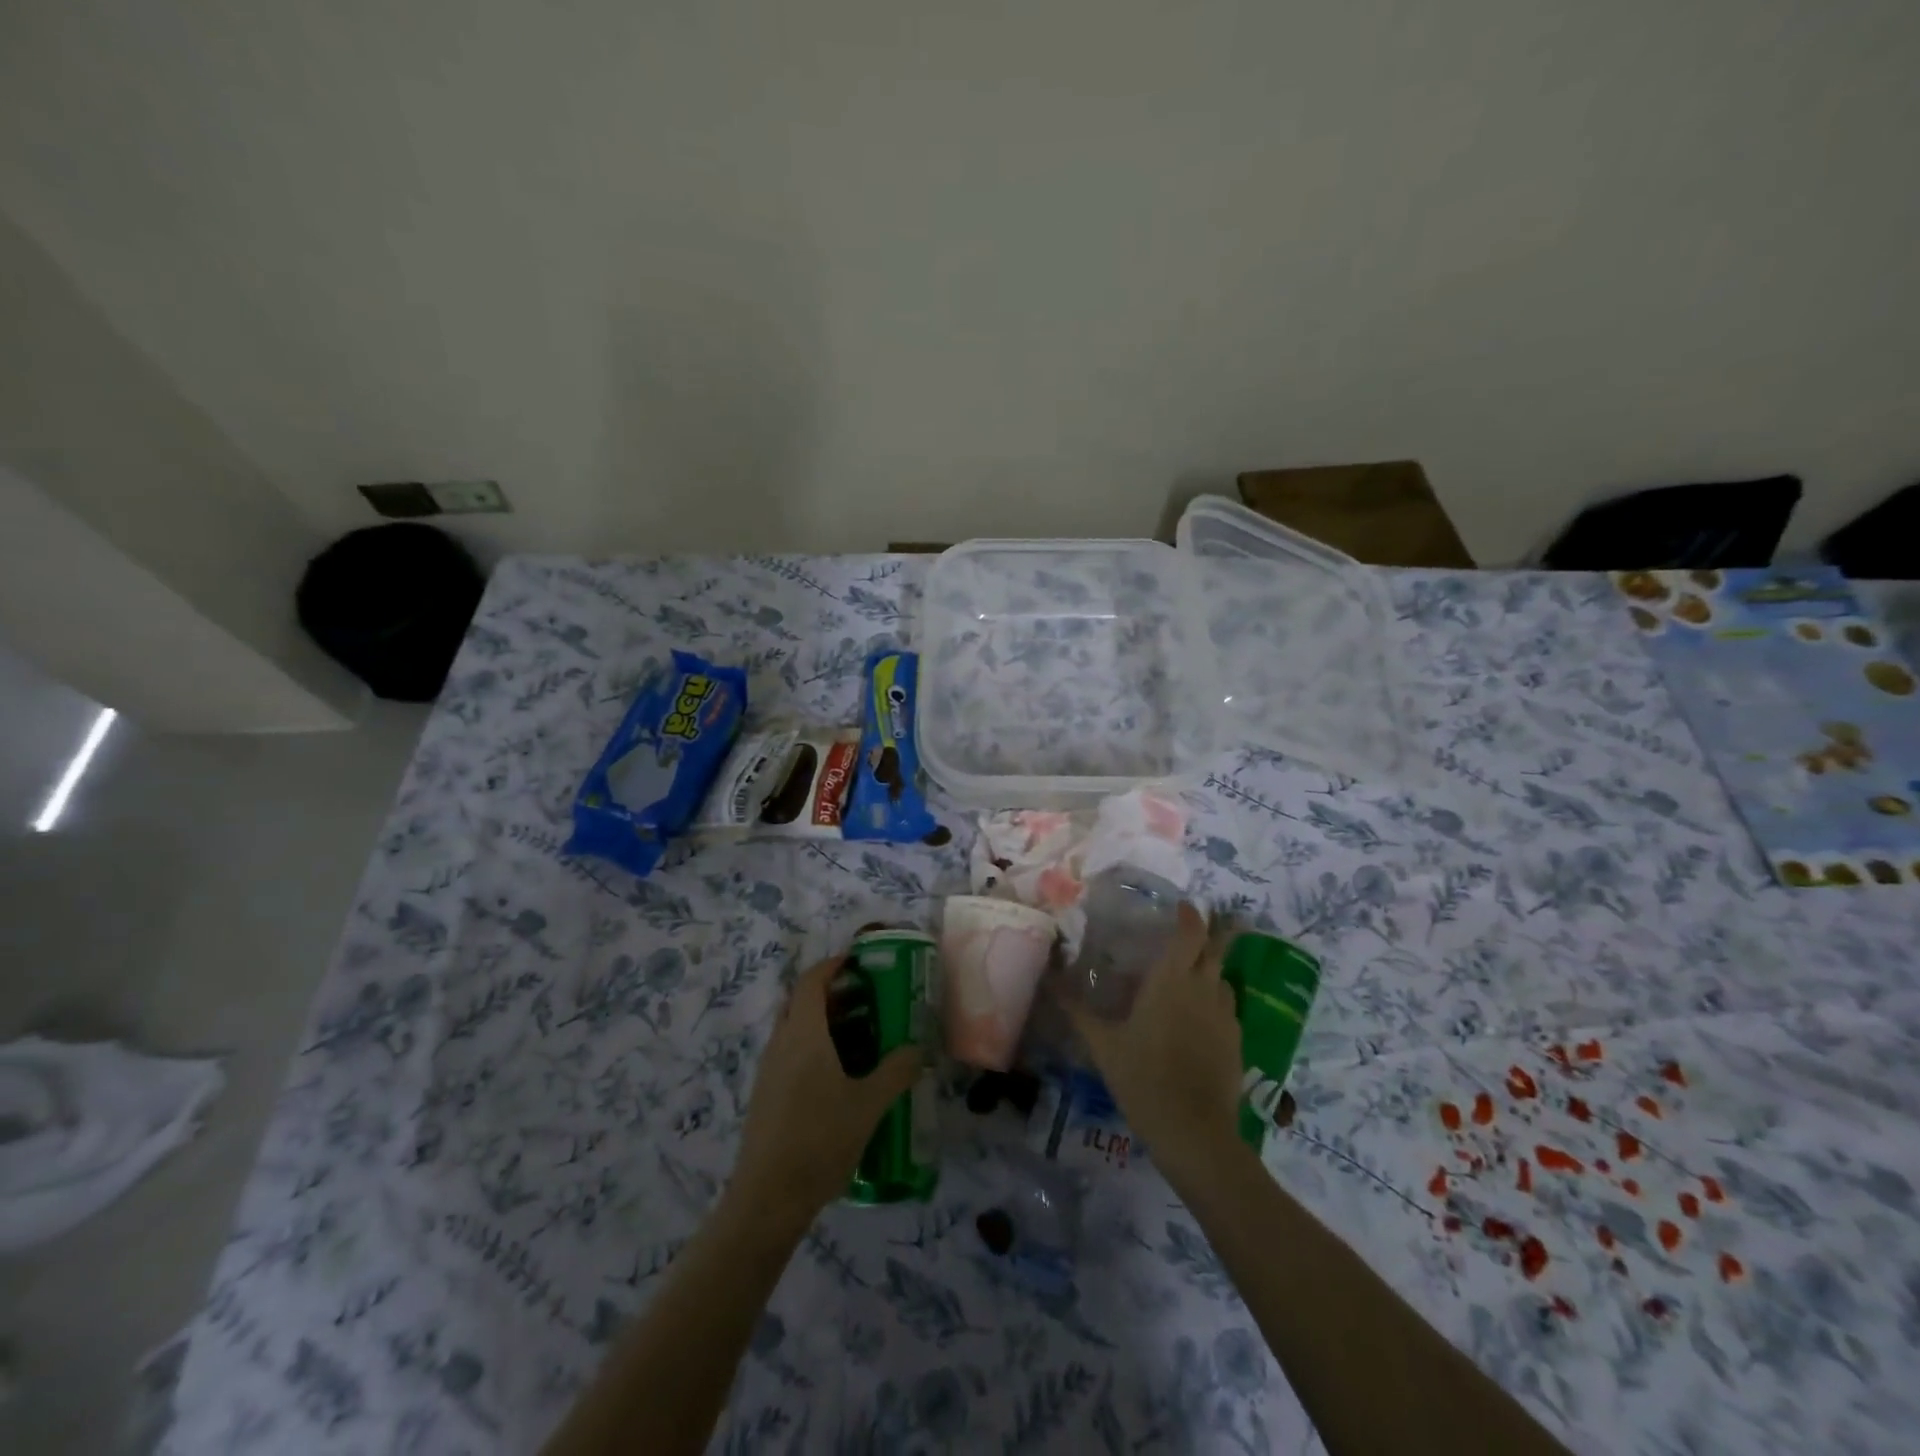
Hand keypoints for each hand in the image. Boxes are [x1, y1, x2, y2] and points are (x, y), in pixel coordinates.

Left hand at [729, 953, 919, 1227]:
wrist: (767, 1198)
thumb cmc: (820, 1140)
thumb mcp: (869, 1105)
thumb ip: (897, 1071)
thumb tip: (918, 1048)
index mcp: (804, 1034)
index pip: (812, 981)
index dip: (833, 965)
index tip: (859, 962)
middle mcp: (781, 1043)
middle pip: (801, 1001)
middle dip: (832, 992)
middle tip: (867, 997)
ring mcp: (769, 1070)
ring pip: (795, 1028)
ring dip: (824, 1021)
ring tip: (861, 1035)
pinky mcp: (766, 1094)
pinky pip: (791, 1052)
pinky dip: (814, 1046)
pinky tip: (840, 1075)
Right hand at [1065, 902, 1243, 1183]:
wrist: (1193, 1131)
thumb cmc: (1142, 1077)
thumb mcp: (1102, 1043)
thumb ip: (1077, 1009)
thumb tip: (1050, 978)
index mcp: (1172, 979)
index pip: (1190, 932)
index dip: (1190, 915)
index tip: (1184, 906)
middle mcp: (1204, 988)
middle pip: (1216, 948)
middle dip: (1210, 934)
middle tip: (1192, 931)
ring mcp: (1225, 1016)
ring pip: (1223, 979)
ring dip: (1210, 970)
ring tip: (1190, 978)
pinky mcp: (1237, 1042)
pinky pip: (1227, 1009)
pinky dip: (1215, 1003)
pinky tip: (1199, 1021)